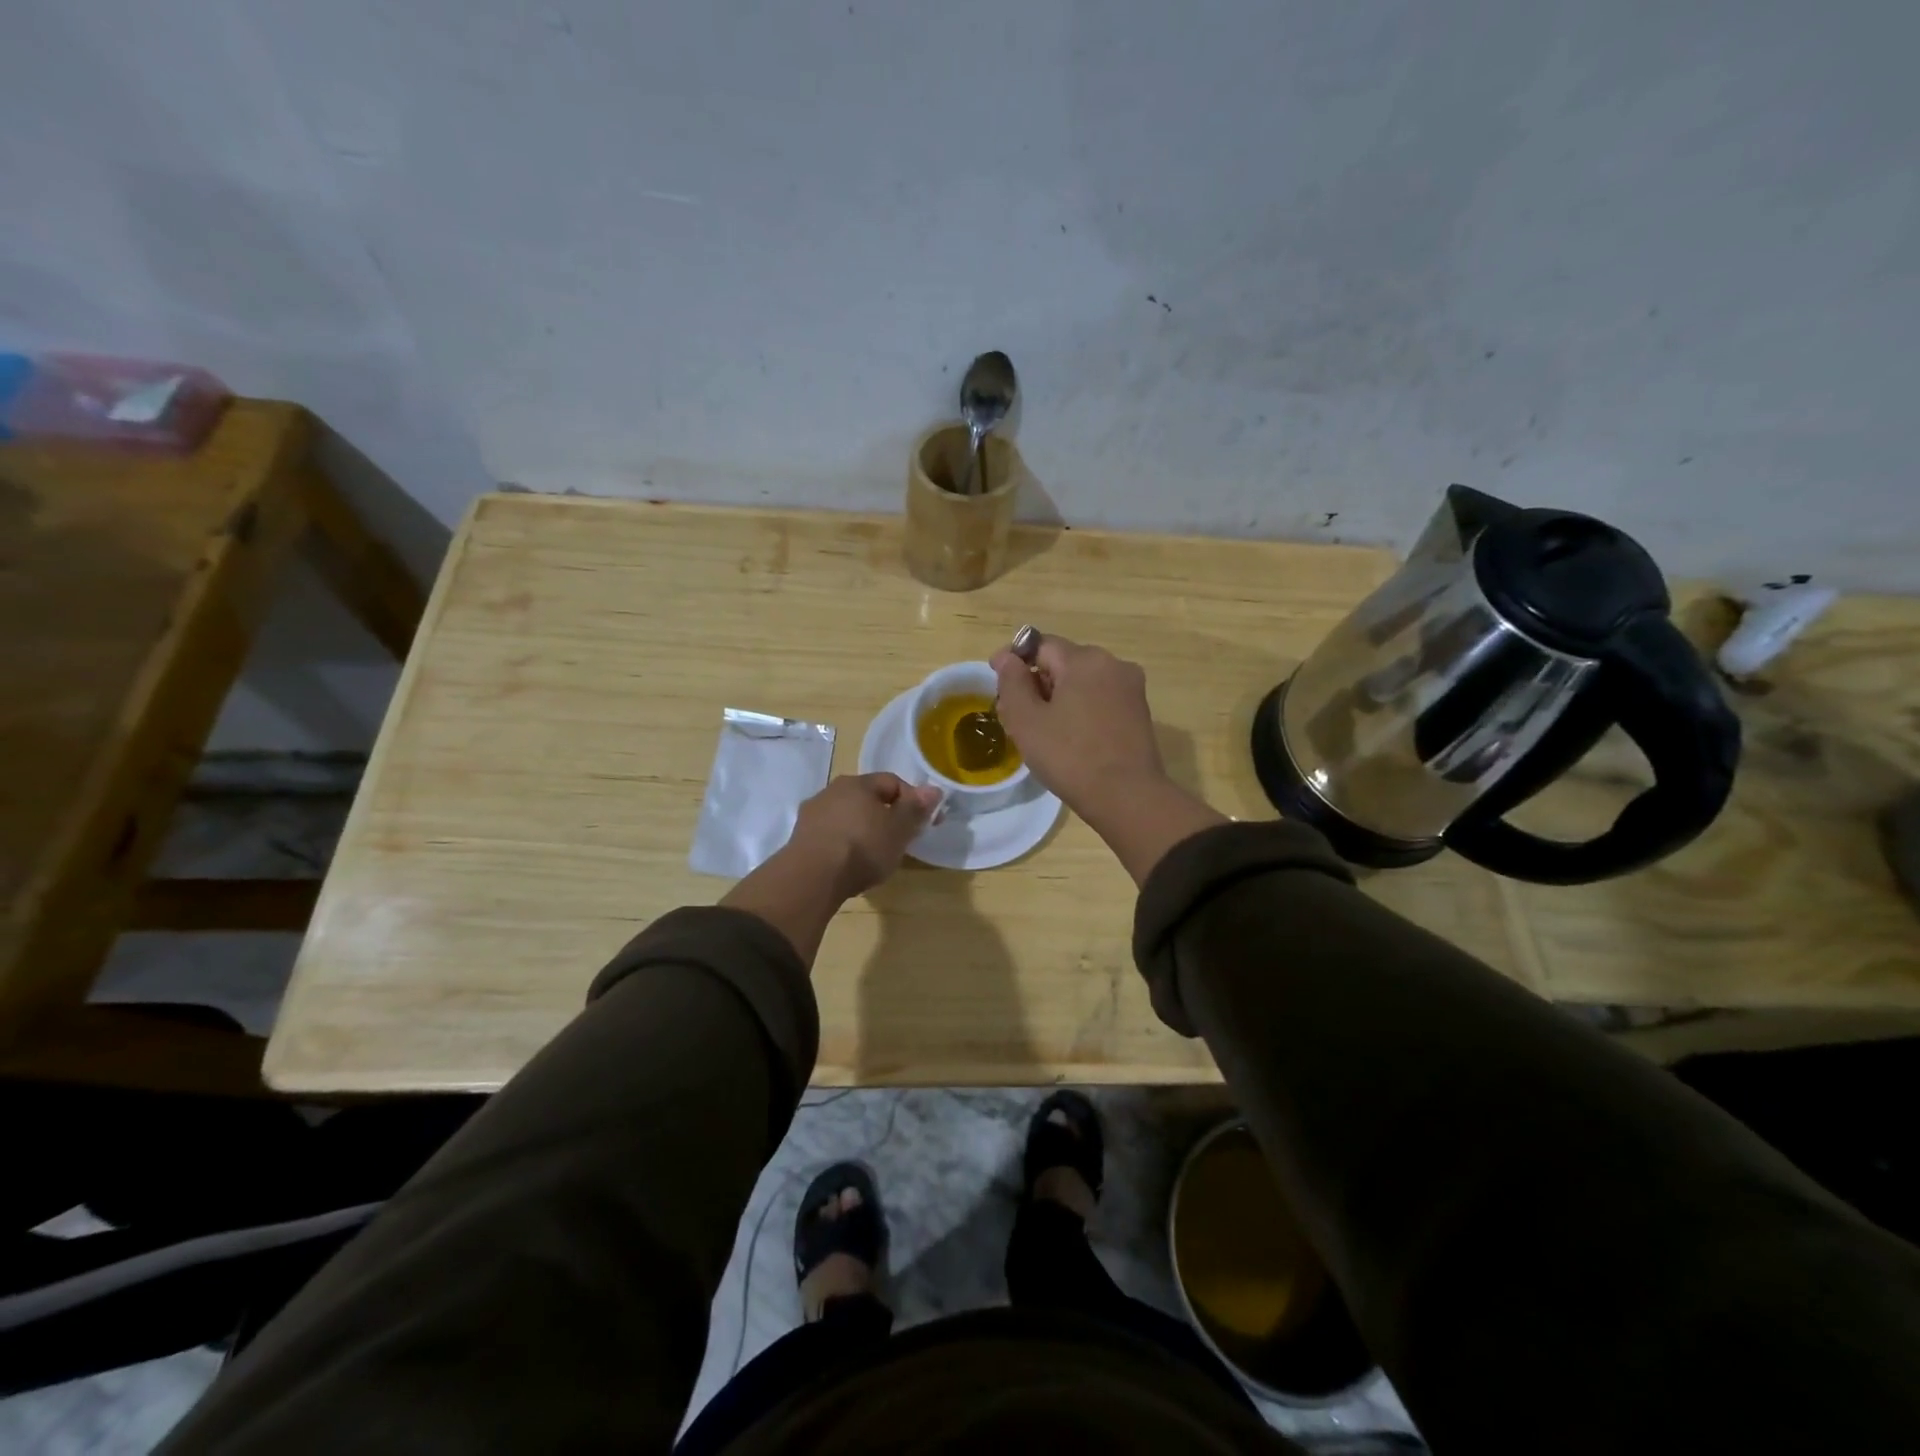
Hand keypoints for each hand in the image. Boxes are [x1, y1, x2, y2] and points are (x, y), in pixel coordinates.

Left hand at [784, 773, 940, 900]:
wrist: (812, 878)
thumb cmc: (863, 848)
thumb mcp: (899, 829)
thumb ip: (915, 808)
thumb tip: (933, 789)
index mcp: (857, 782)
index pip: (893, 782)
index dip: (913, 801)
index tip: (925, 824)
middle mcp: (831, 790)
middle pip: (868, 799)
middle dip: (887, 816)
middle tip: (900, 840)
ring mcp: (812, 814)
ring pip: (848, 816)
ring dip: (864, 830)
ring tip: (875, 856)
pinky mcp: (800, 838)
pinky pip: (831, 835)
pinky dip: (845, 844)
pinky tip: (850, 864)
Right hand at [990, 636, 1225, 885]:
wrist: (1127, 797)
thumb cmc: (1069, 756)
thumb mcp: (1026, 720)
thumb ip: (1011, 681)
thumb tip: (1006, 656)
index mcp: (1085, 659)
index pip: (1040, 645)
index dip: (1014, 662)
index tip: (999, 688)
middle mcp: (1113, 664)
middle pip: (1062, 662)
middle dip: (1036, 683)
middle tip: (1015, 717)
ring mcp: (1130, 688)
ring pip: (1082, 682)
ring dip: (1058, 697)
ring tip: (1040, 731)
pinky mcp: (1138, 711)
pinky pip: (1099, 698)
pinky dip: (1080, 709)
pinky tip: (1069, 738)